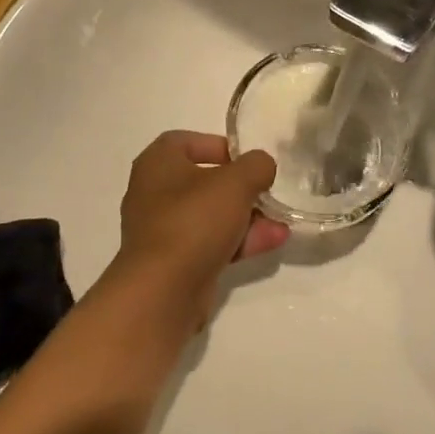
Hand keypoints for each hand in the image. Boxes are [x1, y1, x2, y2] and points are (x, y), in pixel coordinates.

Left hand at [112, 131, 287, 323]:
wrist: (163, 292)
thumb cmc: (193, 221)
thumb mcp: (235, 183)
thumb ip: (255, 166)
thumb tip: (262, 165)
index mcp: (157, 163)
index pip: (186, 141)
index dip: (219, 146)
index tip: (247, 159)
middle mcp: (153, 193)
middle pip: (204, 181)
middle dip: (241, 188)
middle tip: (267, 191)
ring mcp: (162, 230)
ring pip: (210, 215)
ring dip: (246, 216)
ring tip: (281, 220)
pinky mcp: (174, 263)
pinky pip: (210, 243)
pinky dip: (238, 241)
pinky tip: (273, 241)